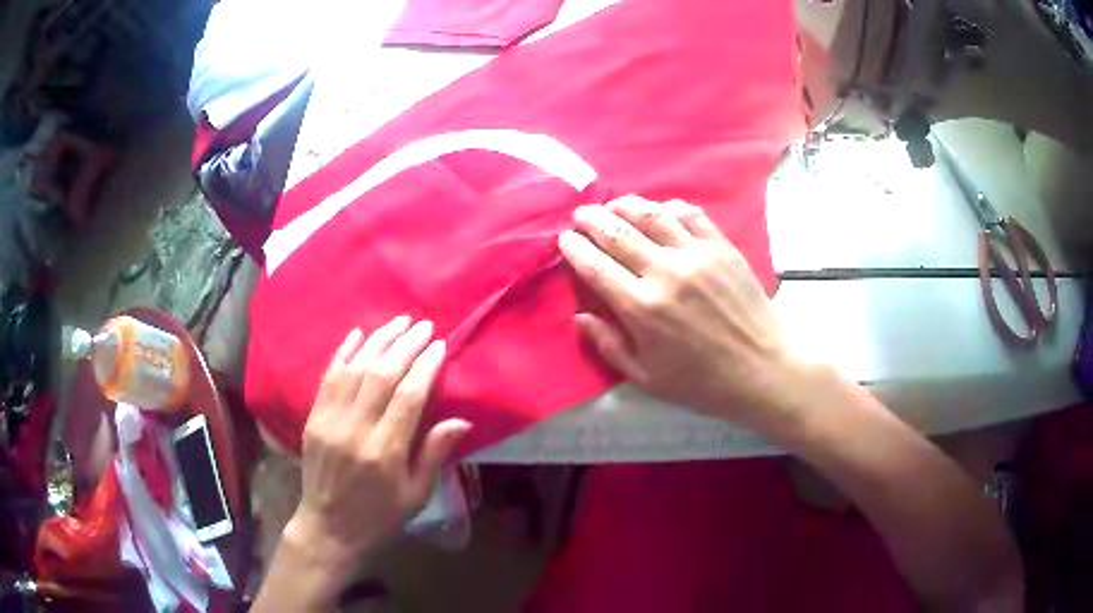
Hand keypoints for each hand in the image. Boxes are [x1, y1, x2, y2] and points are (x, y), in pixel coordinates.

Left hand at [287, 318, 470, 572]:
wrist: (329, 527)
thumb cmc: (380, 515)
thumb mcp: (416, 494)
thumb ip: (434, 454)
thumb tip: (461, 419)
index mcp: (385, 452)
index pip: (408, 397)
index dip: (425, 366)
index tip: (439, 345)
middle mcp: (355, 430)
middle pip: (381, 375)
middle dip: (405, 346)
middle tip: (424, 326)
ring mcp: (329, 421)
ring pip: (354, 369)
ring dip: (378, 341)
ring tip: (398, 322)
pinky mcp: (313, 418)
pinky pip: (328, 378)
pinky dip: (343, 352)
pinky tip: (358, 333)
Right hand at [558, 195, 802, 435]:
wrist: (763, 370)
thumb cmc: (702, 382)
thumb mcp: (646, 378)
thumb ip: (609, 345)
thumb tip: (579, 316)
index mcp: (641, 308)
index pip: (595, 266)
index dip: (574, 248)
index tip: (565, 239)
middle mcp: (665, 273)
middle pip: (618, 232)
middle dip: (592, 219)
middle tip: (581, 214)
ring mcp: (697, 255)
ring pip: (651, 215)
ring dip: (625, 205)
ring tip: (613, 205)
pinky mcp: (722, 247)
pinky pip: (690, 215)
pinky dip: (669, 207)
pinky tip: (660, 210)